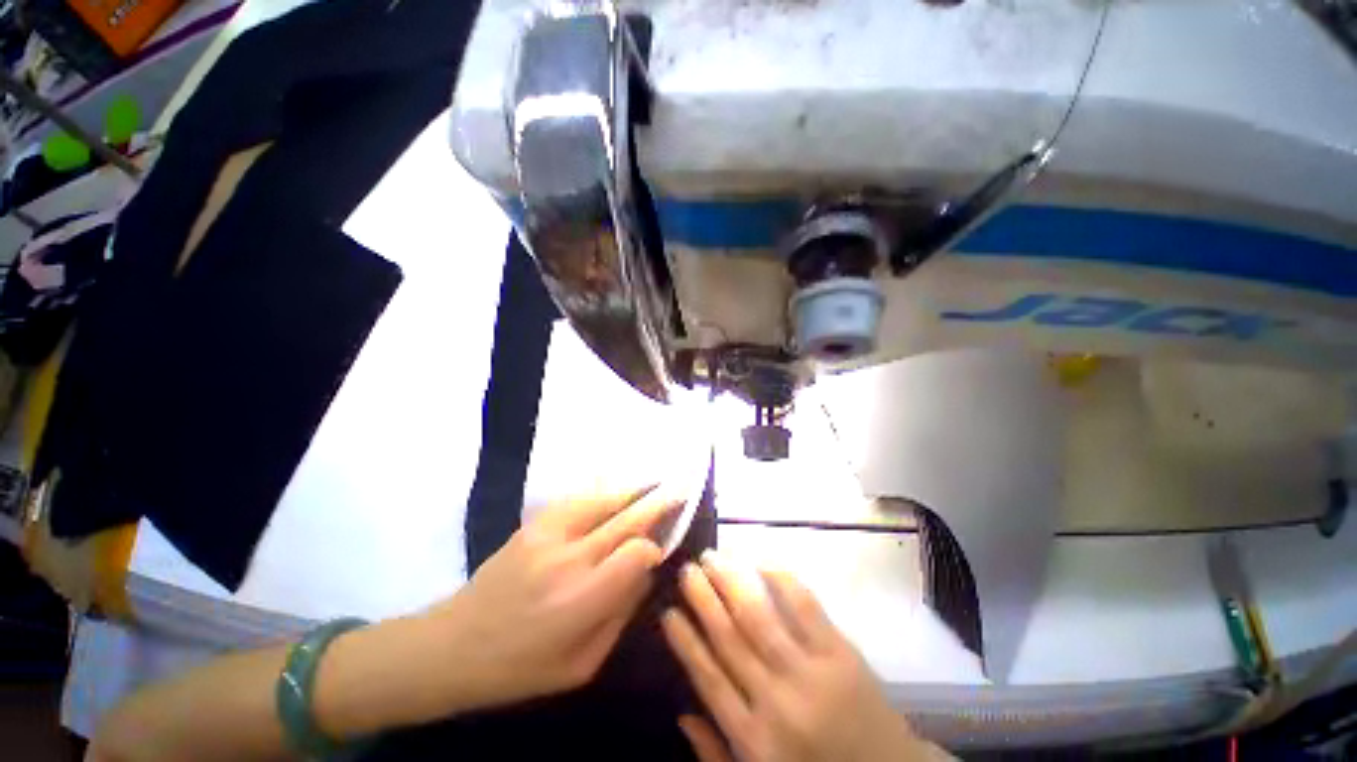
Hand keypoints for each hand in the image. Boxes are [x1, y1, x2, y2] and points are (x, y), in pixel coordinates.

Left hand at [430, 486, 677, 709]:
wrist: (452, 646)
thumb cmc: (520, 668)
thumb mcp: (581, 666)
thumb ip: (620, 615)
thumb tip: (645, 573)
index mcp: (581, 601)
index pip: (636, 553)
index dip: (654, 547)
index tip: (659, 551)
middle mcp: (569, 560)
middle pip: (626, 519)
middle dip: (657, 503)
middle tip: (680, 489)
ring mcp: (549, 535)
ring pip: (604, 500)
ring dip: (633, 491)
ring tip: (654, 484)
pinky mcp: (534, 524)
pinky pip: (578, 499)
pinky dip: (603, 492)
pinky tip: (616, 490)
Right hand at [662, 551, 939, 761]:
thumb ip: (716, 755)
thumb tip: (682, 711)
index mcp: (754, 738)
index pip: (709, 679)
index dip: (685, 640)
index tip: (667, 610)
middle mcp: (777, 699)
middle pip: (730, 637)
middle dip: (704, 597)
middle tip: (687, 568)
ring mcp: (811, 671)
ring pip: (761, 615)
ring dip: (733, 580)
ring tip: (713, 555)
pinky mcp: (841, 653)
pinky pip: (805, 606)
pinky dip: (781, 579)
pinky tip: (761, 561)